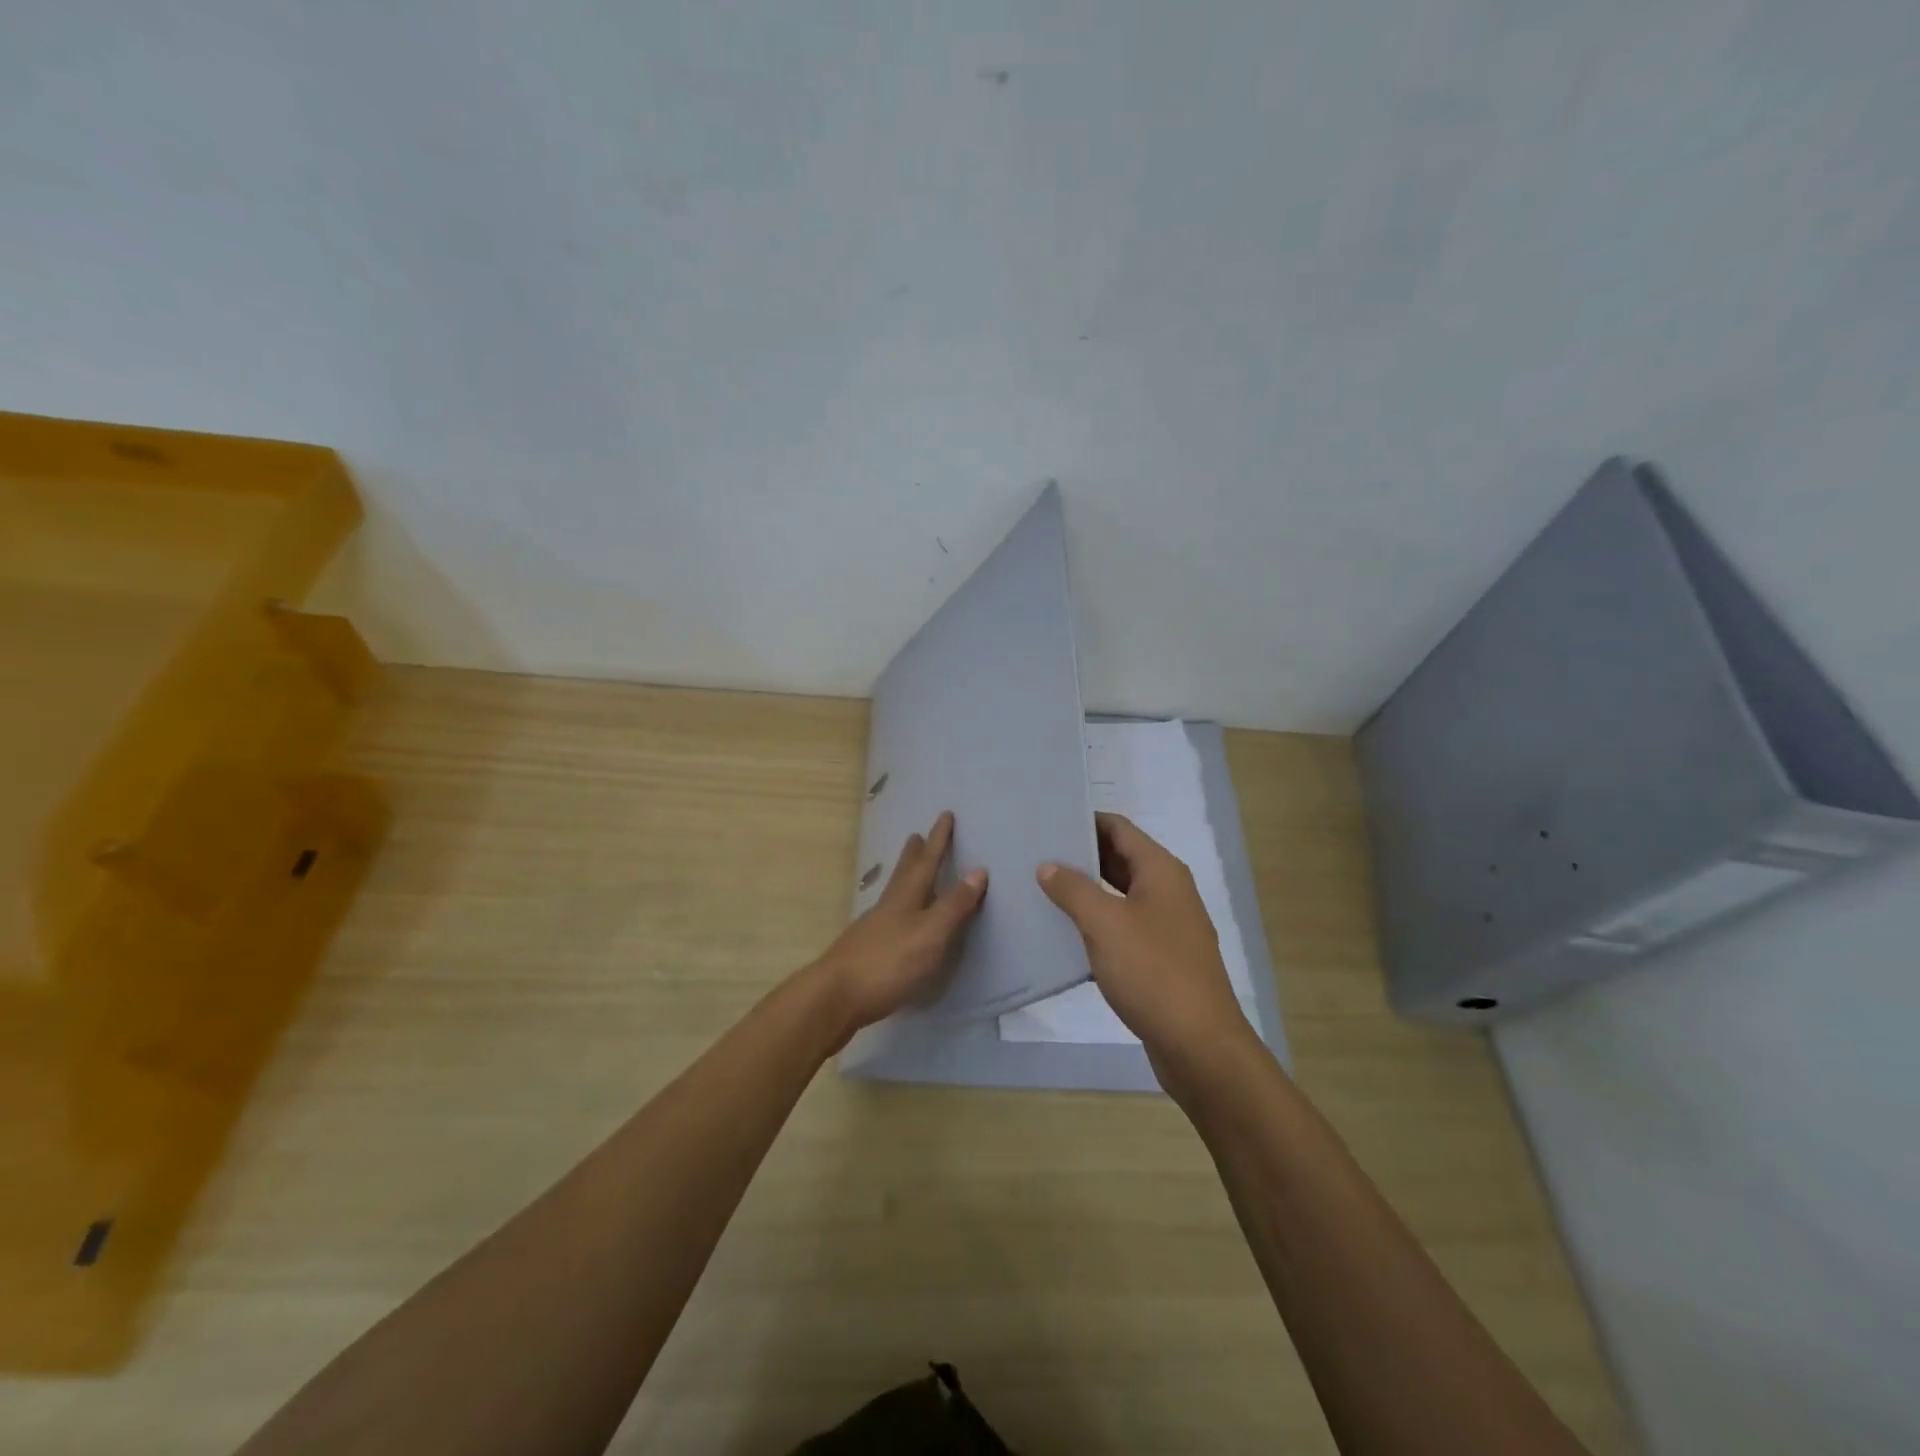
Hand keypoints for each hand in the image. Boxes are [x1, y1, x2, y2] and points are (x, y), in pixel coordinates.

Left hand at [807, 811, 986, 1039]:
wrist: (835, 997)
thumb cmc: (888, 963)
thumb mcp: (930, 933)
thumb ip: (954, 905)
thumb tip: (978, 869)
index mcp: (906, 898)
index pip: (927, 862)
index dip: (938, 840)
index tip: (945, 815)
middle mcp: (888, 907)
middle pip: (903, 874)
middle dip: (914, 855)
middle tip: (915, 835)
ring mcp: (873, 929)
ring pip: (893, 895)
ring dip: (904, 879)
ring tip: (908, 871)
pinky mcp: (866, 952)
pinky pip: (888, 919)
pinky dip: (898, 909)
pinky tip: (896, 922)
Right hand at [1037, 812, 1252, 1070]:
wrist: (1199, 1044)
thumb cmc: (1152, 972)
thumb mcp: (1104, 924)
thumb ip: (1073, 889)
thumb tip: (1048, 866)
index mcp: (1160, 871)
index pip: (1118, 828)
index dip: (1084, 820)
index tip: (1046, 821)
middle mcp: (1168, 890)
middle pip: (1120, 858)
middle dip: (1080, 854)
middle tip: (1035, 854)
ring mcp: (1167, 925)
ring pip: (1120, 894)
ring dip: (1086, 890)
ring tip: (1042, 888)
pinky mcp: (1162, 957)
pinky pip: (1124, 925)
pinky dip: (1098, 922)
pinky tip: (1066, 932)